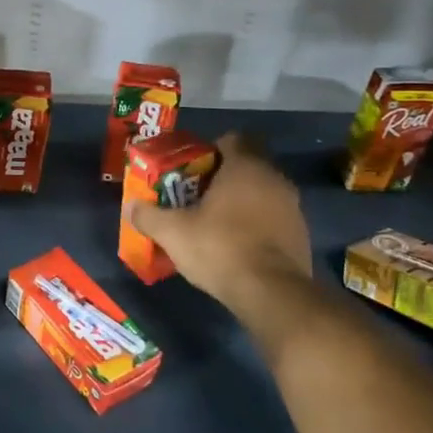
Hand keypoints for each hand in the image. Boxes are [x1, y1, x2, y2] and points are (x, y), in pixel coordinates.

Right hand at [127, 133, 314, 314]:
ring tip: (215, 222)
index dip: (210, 149)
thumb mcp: (172, 232)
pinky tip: (237, 245)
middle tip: (197, 196)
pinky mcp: (301, 234)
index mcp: (245, 167)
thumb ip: (148, 215)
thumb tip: (131, 206)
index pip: (233, 139)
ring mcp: (293, 207)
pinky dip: (257, 224)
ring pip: (262, 192)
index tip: (192, 168)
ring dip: (242, 202)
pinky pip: (273, 218)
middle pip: (247, 165)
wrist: (271, 292)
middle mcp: (274, 179)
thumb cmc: (220, 248)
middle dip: (223, 177)